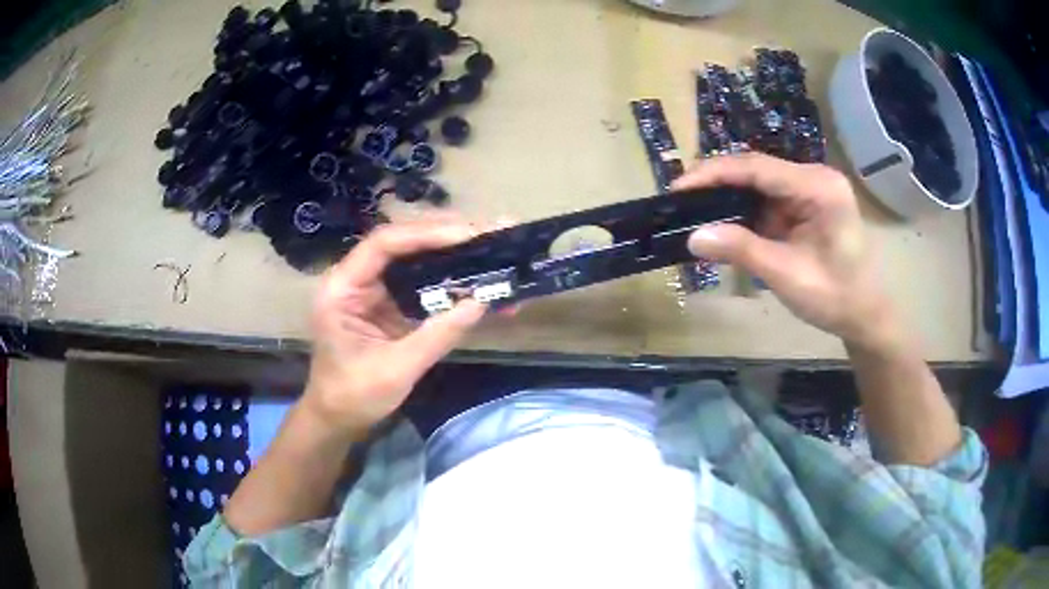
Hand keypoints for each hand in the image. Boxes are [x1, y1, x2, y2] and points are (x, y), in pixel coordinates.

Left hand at [302, 219, 486, 438]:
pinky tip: (478, 282)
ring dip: (453, 255)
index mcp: (342, 288)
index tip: (468, 235)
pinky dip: (450, 282)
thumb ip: (437, 335)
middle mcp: (356, 279)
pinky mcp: (388, 305)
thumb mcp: (397, 369)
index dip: (426, 234)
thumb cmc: (353, 396)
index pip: (384, 244)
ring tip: (492, 247)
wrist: (336, 419)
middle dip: (447, 237)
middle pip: (403, 244)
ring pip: (415, 260)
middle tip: (491, 232)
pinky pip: (421, 285)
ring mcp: (373, 291)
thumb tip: (482, 303)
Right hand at [672, 153, 897, 348]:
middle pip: (756, 169)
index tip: (678, 188)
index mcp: (818, 187)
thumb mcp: (788, 275)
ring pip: (759, 183)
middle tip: (680, 201)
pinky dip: (744, 211)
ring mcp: (810, 189)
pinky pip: (768, 199)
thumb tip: (693, 236)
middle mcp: (814, 178)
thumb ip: (743, 250)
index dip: (714, 174)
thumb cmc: (836, 298)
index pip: (757, 167)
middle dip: (717, 183)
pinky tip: (723, 222)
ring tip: (693, 210)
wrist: (864, 315)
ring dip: (728, 197)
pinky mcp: (805, 204)